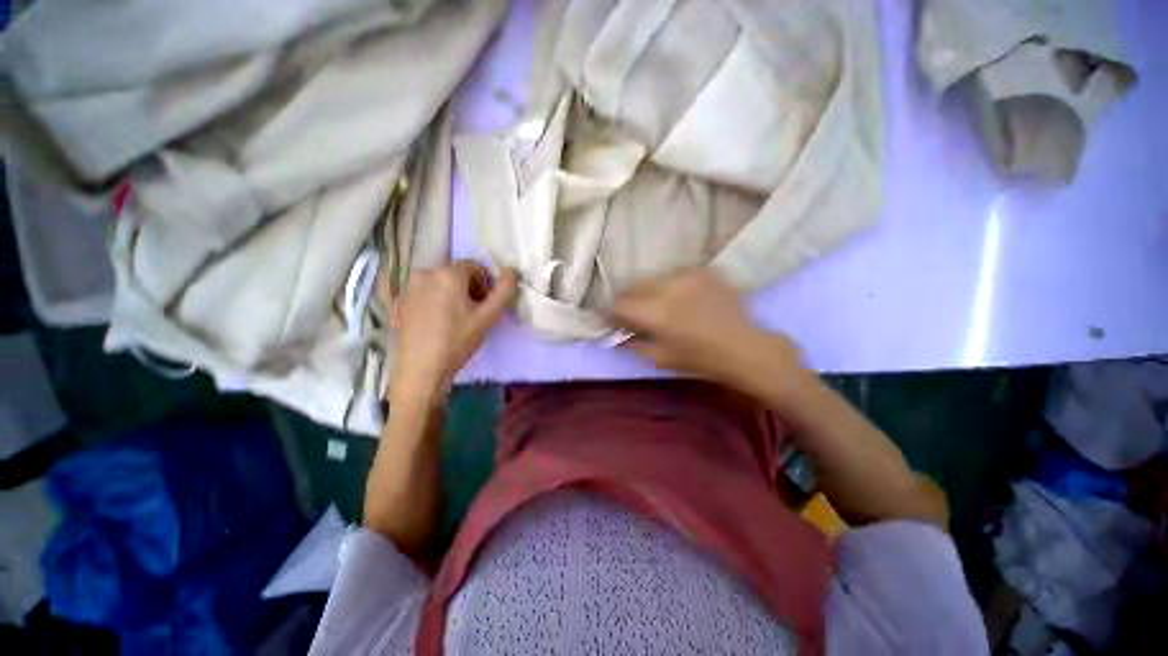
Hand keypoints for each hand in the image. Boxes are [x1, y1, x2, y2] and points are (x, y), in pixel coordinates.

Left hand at [389, 261, 517, 399]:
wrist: (421, 369)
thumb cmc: (458, 341)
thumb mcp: (489, 316)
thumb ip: (505, 291)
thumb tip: (512, 270)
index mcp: (448, 273)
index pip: (476, 266)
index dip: (486, 284)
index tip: (485, 306)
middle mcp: (425, 272)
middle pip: (456, 273)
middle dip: (469, 288)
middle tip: (472, 314)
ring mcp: (408, 286)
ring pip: (439, 282)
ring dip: (451, 294)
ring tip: (454, 319)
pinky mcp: (398, 300)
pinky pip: (424, 292)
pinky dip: (434, 300)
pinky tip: (436, 322)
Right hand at [611, 269, 804, 394]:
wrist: (745, 347)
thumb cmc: (701, 359)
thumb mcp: (661, 358)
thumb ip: (635, 344)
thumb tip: (618, 335)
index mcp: (655, 314)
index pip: (620, 304)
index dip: (612, 311)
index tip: (615, 318)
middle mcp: (668, 288)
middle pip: (634, 284)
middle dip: (629, 297)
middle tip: (635, 309)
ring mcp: (688, 276)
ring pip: (655, 276)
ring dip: (652, 289)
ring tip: (661, 302)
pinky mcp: (704, 271)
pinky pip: (678, 273)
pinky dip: (673, 284)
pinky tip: (682, 296)